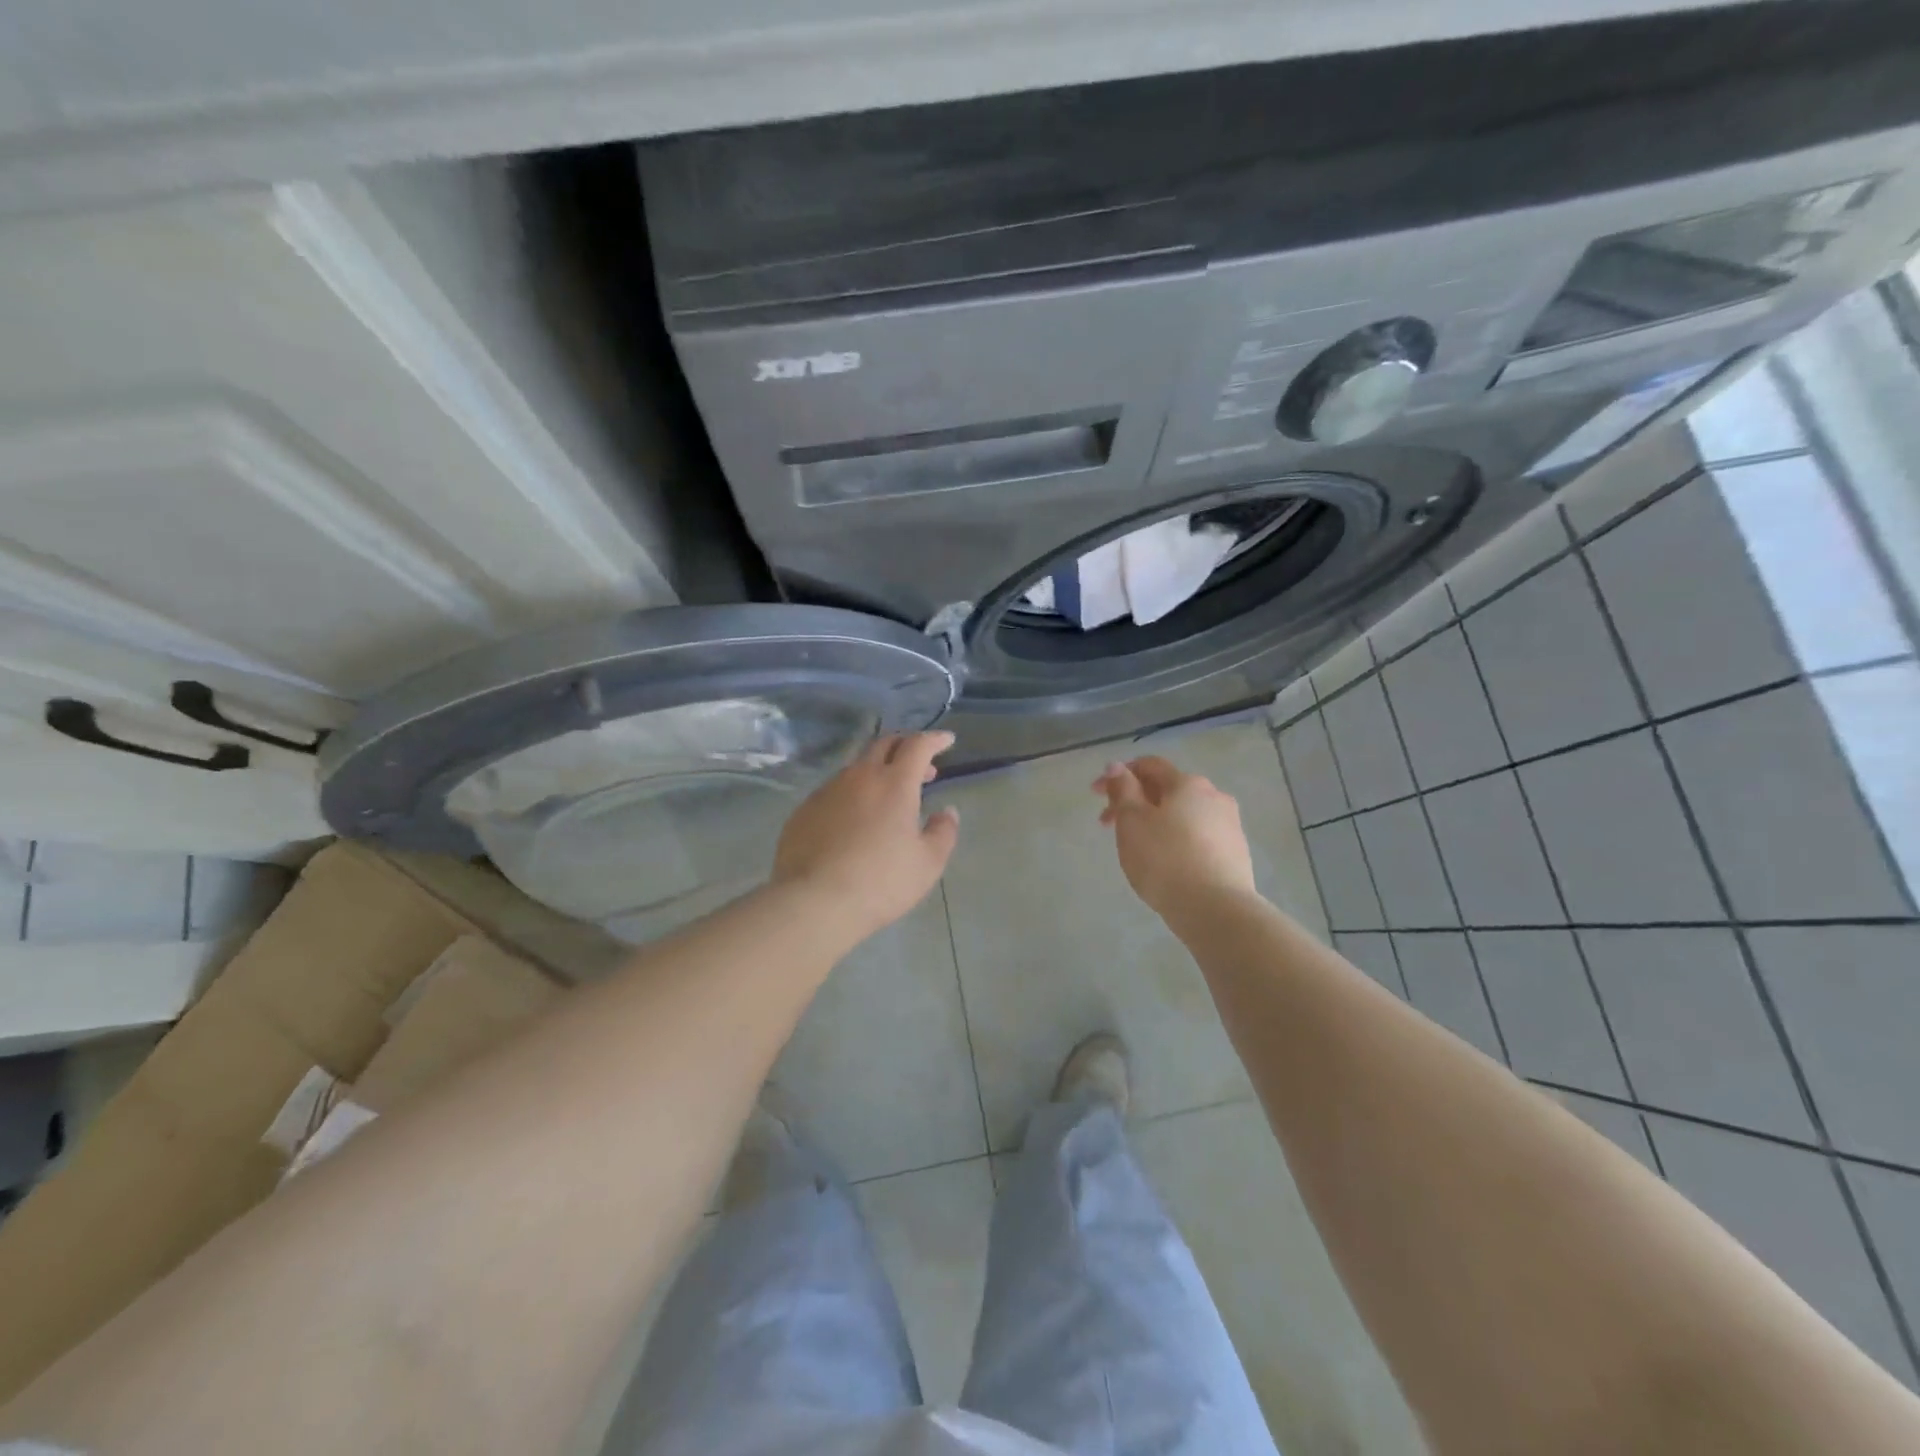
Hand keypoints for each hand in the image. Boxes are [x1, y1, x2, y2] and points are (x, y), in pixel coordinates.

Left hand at [773, 731, 960, 936]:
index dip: (934, 739)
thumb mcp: (927, 863)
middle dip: (906, 746)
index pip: (918, 745)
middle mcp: (859, 777)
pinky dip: (852, 795)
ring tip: (888, 798)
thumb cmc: (880, 881)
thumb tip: (946, 812)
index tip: (947, 741)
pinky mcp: (804, 810)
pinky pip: (834, 791)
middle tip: (921, 767)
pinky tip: (854, 822)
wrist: (813, 902)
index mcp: (894, 783)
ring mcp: (827, 791)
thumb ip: (943, 832)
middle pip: (884, 744)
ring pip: (857, 768)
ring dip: (877, 772)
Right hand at [1094, 756, 1257, 919]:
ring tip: (1137, 846)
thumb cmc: (1165, 859)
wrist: (1216, 910)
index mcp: (1187, 783)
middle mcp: (1214, 796)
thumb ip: (1123, 790)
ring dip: (1156, 820)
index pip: (1149, 765)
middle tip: (1109, 824)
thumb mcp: (1132, 821)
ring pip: (1184, 814)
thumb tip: (1117, 766)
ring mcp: (1230, 825)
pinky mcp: (1236, 853)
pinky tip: (1166, 862)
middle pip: (1167, 789)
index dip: (1119, 774)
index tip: (1097, 794)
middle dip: (1135, 800)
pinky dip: (1176, 839)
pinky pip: (1198, 836)